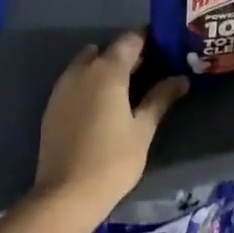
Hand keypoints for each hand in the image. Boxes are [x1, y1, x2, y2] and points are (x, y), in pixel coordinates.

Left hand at [33, 31, 188, 215]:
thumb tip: (181, 79)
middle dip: (126, 54)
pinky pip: (74, 81)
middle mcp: (81, 70)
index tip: (165, 45)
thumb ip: (160, 99)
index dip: (148, 39)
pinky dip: (89, 82)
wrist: (66, 193)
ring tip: (127, 87)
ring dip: (105, 67)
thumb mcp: (142, 129)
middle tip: (150, 69)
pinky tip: (103, 104)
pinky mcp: (52, 105)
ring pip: (86, 63)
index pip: (129, 40)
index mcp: (107, 71)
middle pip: (106, 49)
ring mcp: (62, 87)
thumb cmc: (112, 160)